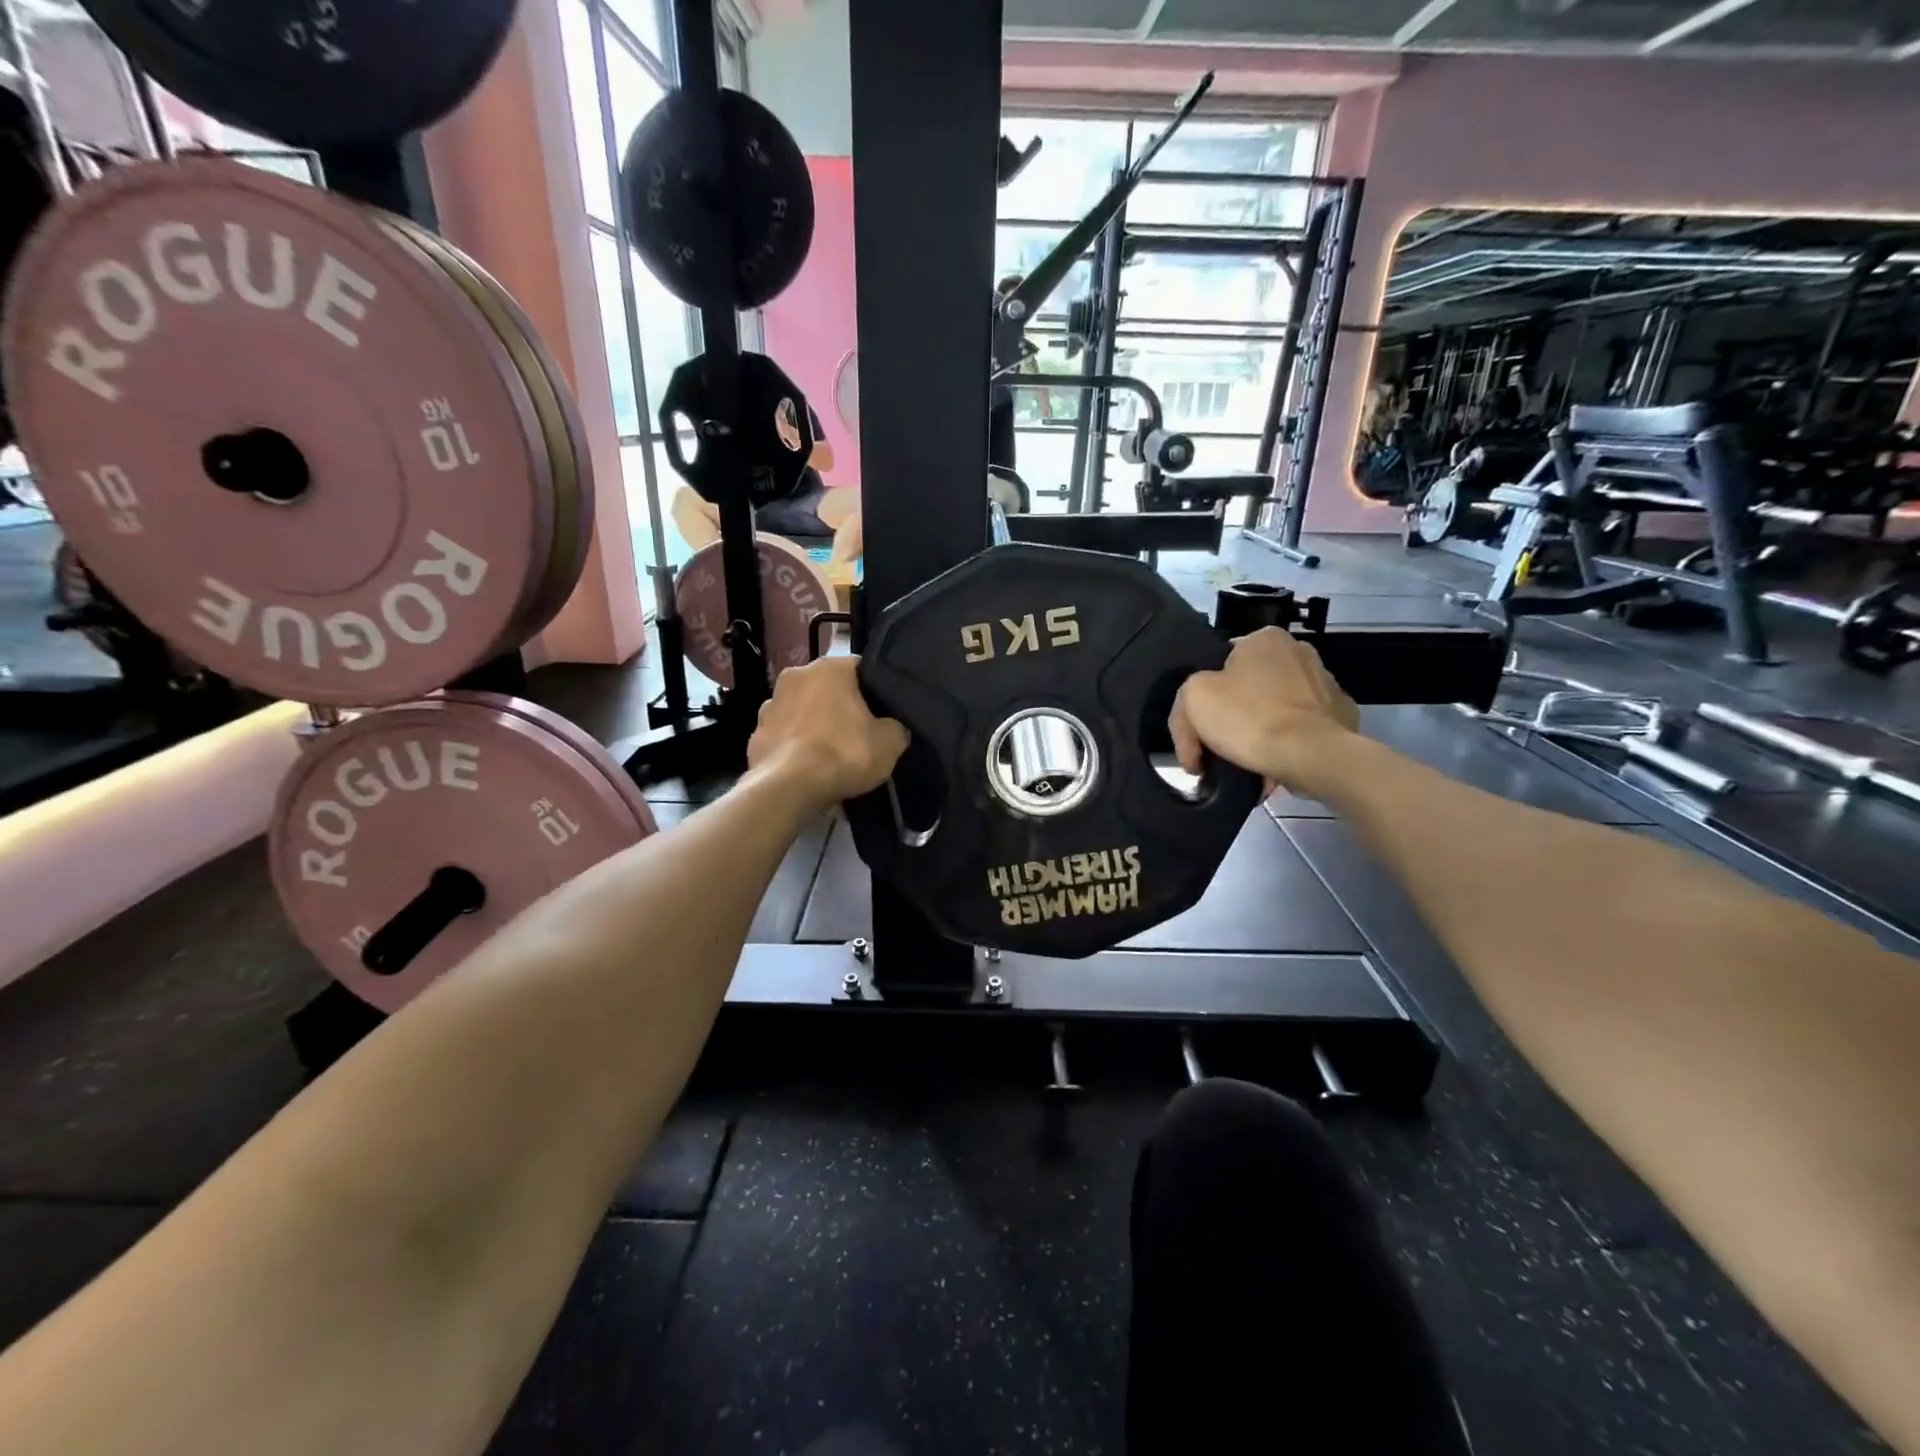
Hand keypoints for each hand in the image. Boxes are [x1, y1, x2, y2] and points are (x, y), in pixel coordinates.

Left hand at [747, 656, 907, 804]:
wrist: (788, 789)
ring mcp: (770, 703)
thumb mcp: (890, 743)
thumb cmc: (843, 754)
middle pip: (828, 687)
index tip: (883, 712)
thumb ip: (896, 727)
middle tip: (859, 733)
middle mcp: (796, 675)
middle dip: (842, 705)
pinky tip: (807, 767)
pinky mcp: (756, 733)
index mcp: (830, 667)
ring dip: (815, 723)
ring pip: (803, 709)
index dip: (874, 690)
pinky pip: (785, 734)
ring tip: (830, 753)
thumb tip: (891, 727)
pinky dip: (796, 745)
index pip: (861, 668)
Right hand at [1170, 627, 1358, 791]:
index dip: (1206, 695)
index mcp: (1265, 638)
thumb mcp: (1192, 699)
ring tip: (1247, 761)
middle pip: (1251, 685)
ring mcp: (1327, 684)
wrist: (1312, 757)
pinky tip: (1275, 764)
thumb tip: (1194, 731)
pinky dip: (1288, 743)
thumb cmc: (1249, 718)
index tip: (1200, 725)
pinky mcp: (1343, 717)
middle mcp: (1301, 651)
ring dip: (1262, 729)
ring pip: (1278, 707)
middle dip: (1234, 713)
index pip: (1222, 662)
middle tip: (1218, 746)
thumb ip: (1184, 703)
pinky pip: (1303, 729)